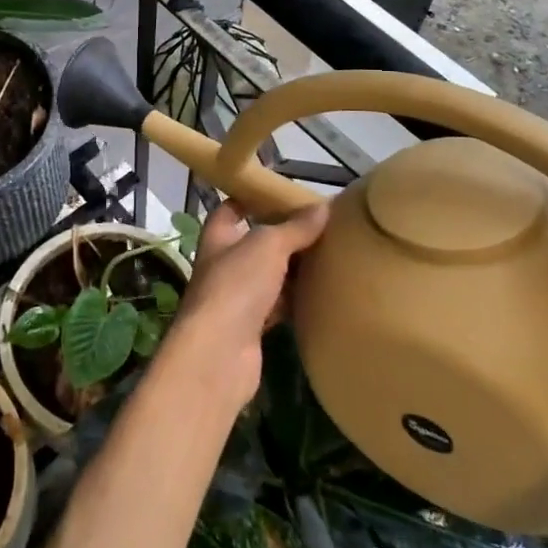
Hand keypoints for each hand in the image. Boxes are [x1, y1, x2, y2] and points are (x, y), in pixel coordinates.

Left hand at [168, 200, 328, 401]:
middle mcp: (224, 264)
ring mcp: (237, 297)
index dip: (252, 198)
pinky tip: (320, 294)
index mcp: (219, 236)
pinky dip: (296, 300)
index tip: (283, 194)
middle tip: (320, 227)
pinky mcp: (252, 327)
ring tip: (329, 256)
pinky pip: (278, 306)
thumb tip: (323, 207)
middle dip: (283, 236)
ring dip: (292, 269)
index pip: (231, 209)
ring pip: (269, 276)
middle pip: (255, 243)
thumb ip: (294, 228)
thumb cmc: (236, 286)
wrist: (219, 353)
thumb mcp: (268, 246)